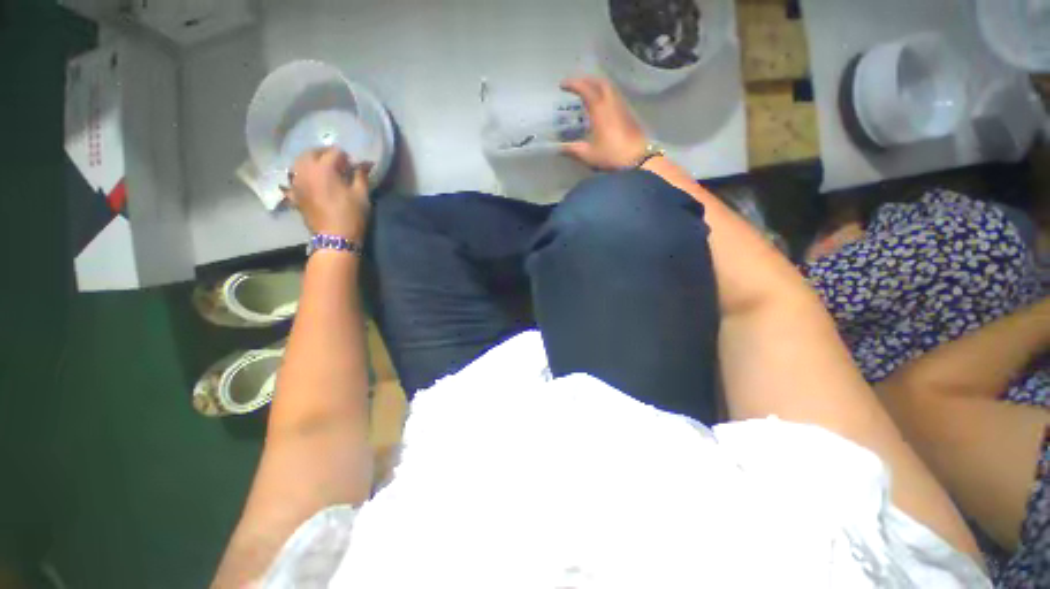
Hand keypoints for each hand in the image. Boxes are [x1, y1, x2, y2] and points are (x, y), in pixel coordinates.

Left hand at [284, 148, 372, 241]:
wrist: (335, 238)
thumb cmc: (351, 215)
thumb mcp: (361, 195)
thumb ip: (361, 175)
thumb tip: (365, 163)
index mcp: (324, 168)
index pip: (334, 152)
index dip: (346, 157)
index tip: (353, 165)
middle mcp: (305, 170)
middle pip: (312, 153)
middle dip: (325, 154)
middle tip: (338, 163)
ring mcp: (296, 182)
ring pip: (300, 163)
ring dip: (312, 162)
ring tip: (323, 170)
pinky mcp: (294, 194)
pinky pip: (294, 178)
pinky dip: (302, 176)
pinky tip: (310, 182)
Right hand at [560, 77, 648, 169]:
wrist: (638, 159)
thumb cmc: (611, 155)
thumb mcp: (588, 155)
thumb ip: (572, 150)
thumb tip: (558, 148)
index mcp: (600, 109)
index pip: (585, 88)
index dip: (573, 84)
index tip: (562, 85)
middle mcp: (611, 102)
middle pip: (599, 82)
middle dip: (586, 80)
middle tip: (575, 86)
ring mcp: (622, 106)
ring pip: (609, 87)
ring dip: (596, 86)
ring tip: (587, 93)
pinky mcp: (628, 114)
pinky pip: (614, 96)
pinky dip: (604, 94)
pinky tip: (600, 106)